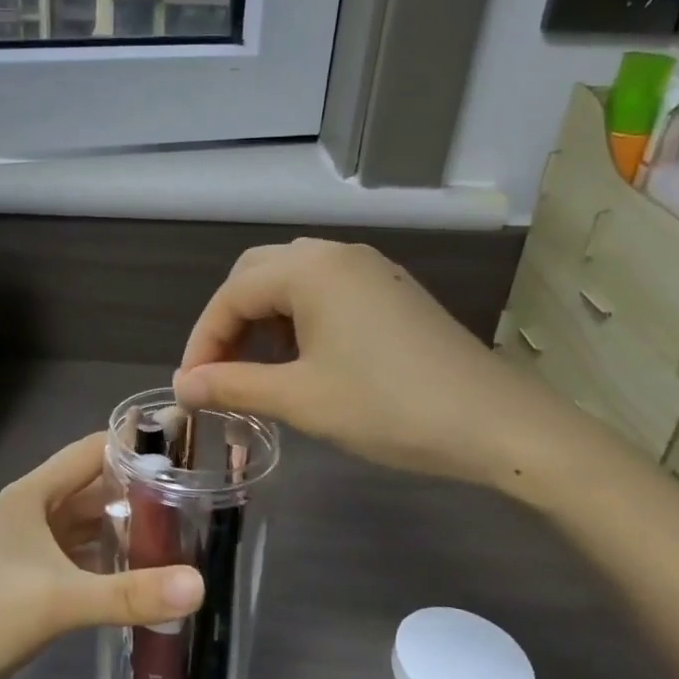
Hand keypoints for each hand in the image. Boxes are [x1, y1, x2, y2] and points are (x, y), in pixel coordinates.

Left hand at [0, 433, 203, 678]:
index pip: (91, 452)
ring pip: (90, 526)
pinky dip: (113, 562)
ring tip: (185, 532)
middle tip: (199, 496)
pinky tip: (148, 573)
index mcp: (31, 496)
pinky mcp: (35, 583)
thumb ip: (129, 593)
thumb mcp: (58, 600)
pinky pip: (83, 559)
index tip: (187, 446)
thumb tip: (200, 585)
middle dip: (141, 491)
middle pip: (95, 489)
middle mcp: (33, 513)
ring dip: (128, 528)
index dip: (135, 445)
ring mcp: (32, 549)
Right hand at [173, 239, 586, 488]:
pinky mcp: (391, 292)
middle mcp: (337, 255)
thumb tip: (183, 386)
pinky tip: (303, 360)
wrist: (495, 423)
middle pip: (257, 275)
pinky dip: (298, 319)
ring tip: (256, 369)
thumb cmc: (387, 406)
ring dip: (263, 320)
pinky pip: (326, 292)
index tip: (191, 388)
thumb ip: (233, 385)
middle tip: (219, 372)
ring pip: (292, 281)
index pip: (232, 295)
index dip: (203, 341)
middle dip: (229, 322)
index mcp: (310, 270)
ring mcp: (370, 270)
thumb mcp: (300, 399)